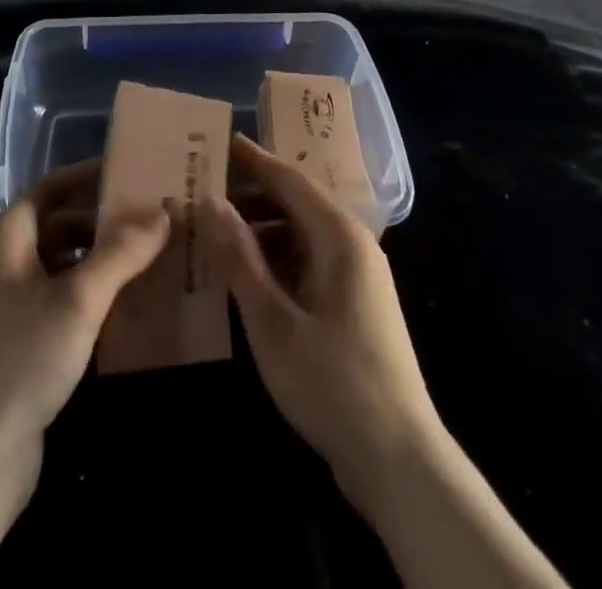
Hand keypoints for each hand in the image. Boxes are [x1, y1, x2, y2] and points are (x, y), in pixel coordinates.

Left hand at [0, 166, 168, 587]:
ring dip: (105, 260)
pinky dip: (96, 296)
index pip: (53, 186)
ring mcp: (12, 305)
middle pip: (61, 224)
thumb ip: (121, 253)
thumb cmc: (19, 359)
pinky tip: (132, 305)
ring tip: (154, 256)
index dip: (91, 176)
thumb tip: (163, 211)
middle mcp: (5, 262)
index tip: (134, 172)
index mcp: (7, 238)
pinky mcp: (23, 344)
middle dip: (106, 221)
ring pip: (66, 265)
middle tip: (156, 217)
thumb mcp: (77, 299)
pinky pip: (66, 302)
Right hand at [200, 135, 442, 516]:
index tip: (216, 140)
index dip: (251, 159)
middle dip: (249, 195)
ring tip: (214, 232)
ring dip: (260, 230)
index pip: (288, 179)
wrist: (399, 460)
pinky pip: (308, 262)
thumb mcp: (273, 321)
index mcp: (339, 236)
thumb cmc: (333, 383)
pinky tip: (244, 276)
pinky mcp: (354, 304)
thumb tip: (210, 201)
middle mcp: (353, 244)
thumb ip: (240, 258)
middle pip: (295, 203)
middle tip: (202, 190)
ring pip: (301, 235)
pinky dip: (276, 260)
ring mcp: (357, 276)